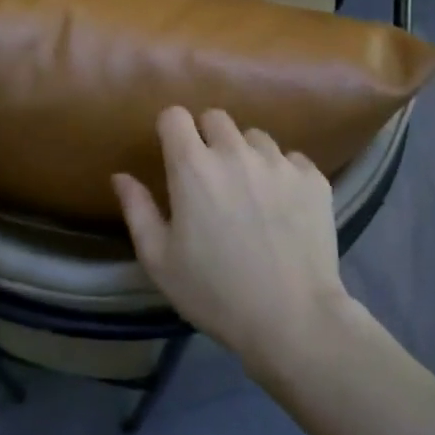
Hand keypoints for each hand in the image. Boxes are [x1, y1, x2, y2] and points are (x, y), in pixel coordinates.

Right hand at [113, 108, 353, 370]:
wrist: (292, 318)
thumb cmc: (214, 292)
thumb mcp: (160, 260)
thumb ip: (137, 210)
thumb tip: (121, 176)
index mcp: (193, 167)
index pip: (175, 116)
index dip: (170, 130)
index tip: (172, 154)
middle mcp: (236, 152)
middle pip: (216, 118)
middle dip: (206, 137)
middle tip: (208, 176)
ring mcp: (279, 163)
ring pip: (255, 137)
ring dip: (245, 154)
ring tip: (248, 192)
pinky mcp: (314, 179)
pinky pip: (291, 159)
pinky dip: (282, 174)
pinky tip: (282, 207)